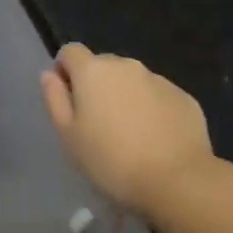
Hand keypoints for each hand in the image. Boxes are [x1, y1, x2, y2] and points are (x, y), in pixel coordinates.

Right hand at [42, 44, 214, 217]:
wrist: (178, 181)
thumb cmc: (112, 161)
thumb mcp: (69, 136)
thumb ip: (55, 99)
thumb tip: (49, 74)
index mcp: (93, 71)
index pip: (70, 52)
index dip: (65, 71)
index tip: (69, 100)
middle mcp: (125, 65)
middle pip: (103, 65)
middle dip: (97, 86)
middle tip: (99, 124)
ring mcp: (158, 79)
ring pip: (132, 81)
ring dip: (126, 97)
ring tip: (130, 135)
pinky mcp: (183, 97)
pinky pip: (159, 97)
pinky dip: (153, 110)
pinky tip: (156, 140)